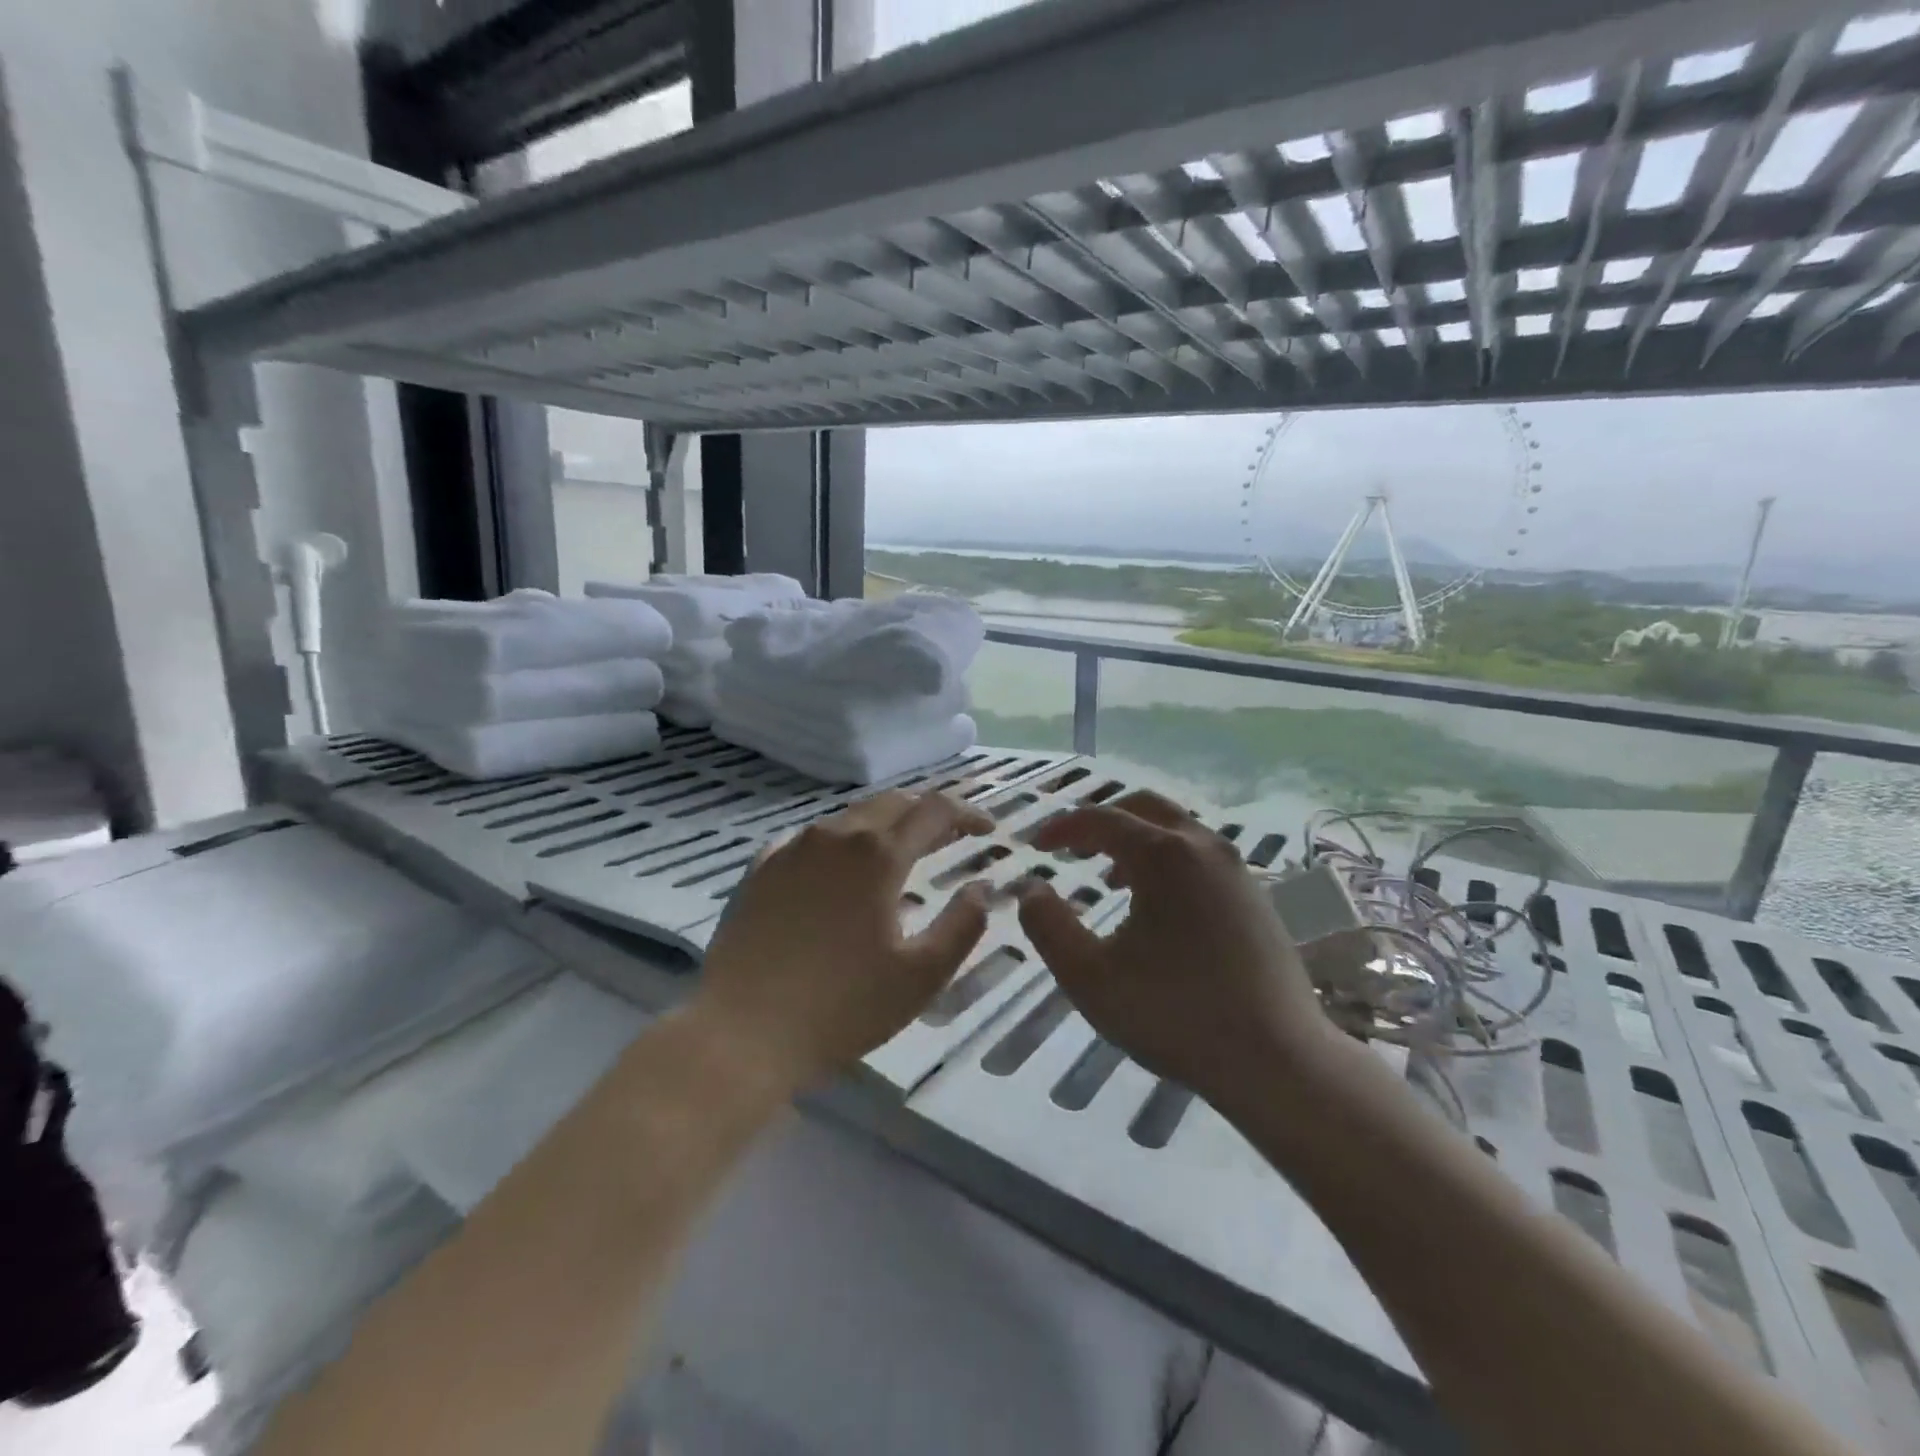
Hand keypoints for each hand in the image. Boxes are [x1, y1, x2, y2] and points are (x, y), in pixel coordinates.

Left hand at [691, 789, 994, 1094]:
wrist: (742, 1032)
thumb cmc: (842, 1007)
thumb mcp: (921, 975)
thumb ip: (962, 925)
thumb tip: (983, 887)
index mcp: (878, 854)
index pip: (935, 810)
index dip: (968, 814)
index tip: (988, 831)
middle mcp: (835, 835)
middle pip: (892, 803)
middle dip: (927, 812)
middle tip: (949, 836)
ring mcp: (792, 848)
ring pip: (849, 817)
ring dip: (884, 824)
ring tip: (899, 852)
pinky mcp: (760, 869)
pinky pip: (810, 838)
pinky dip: (840, 843)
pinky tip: (839, 869)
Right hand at [1017, 790, 1331, 1113]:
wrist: (1278, 1058)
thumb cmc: (1175, 1015)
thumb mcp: (1090, 977)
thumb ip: (1048, 926)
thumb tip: (1030, 889)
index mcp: (1163, 855)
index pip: (1101, 819)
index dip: (1062, 828)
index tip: (1035, 846)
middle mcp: (1203, 847)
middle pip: (1144, 807)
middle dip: (1102, 821)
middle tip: (1073, 848)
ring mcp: (1236, 870)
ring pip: (1177, 830)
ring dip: (1136, 841)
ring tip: (1109, 879)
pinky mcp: (1256, 896)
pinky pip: (1200, 856)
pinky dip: (1167, 861)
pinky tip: (1158, 907)